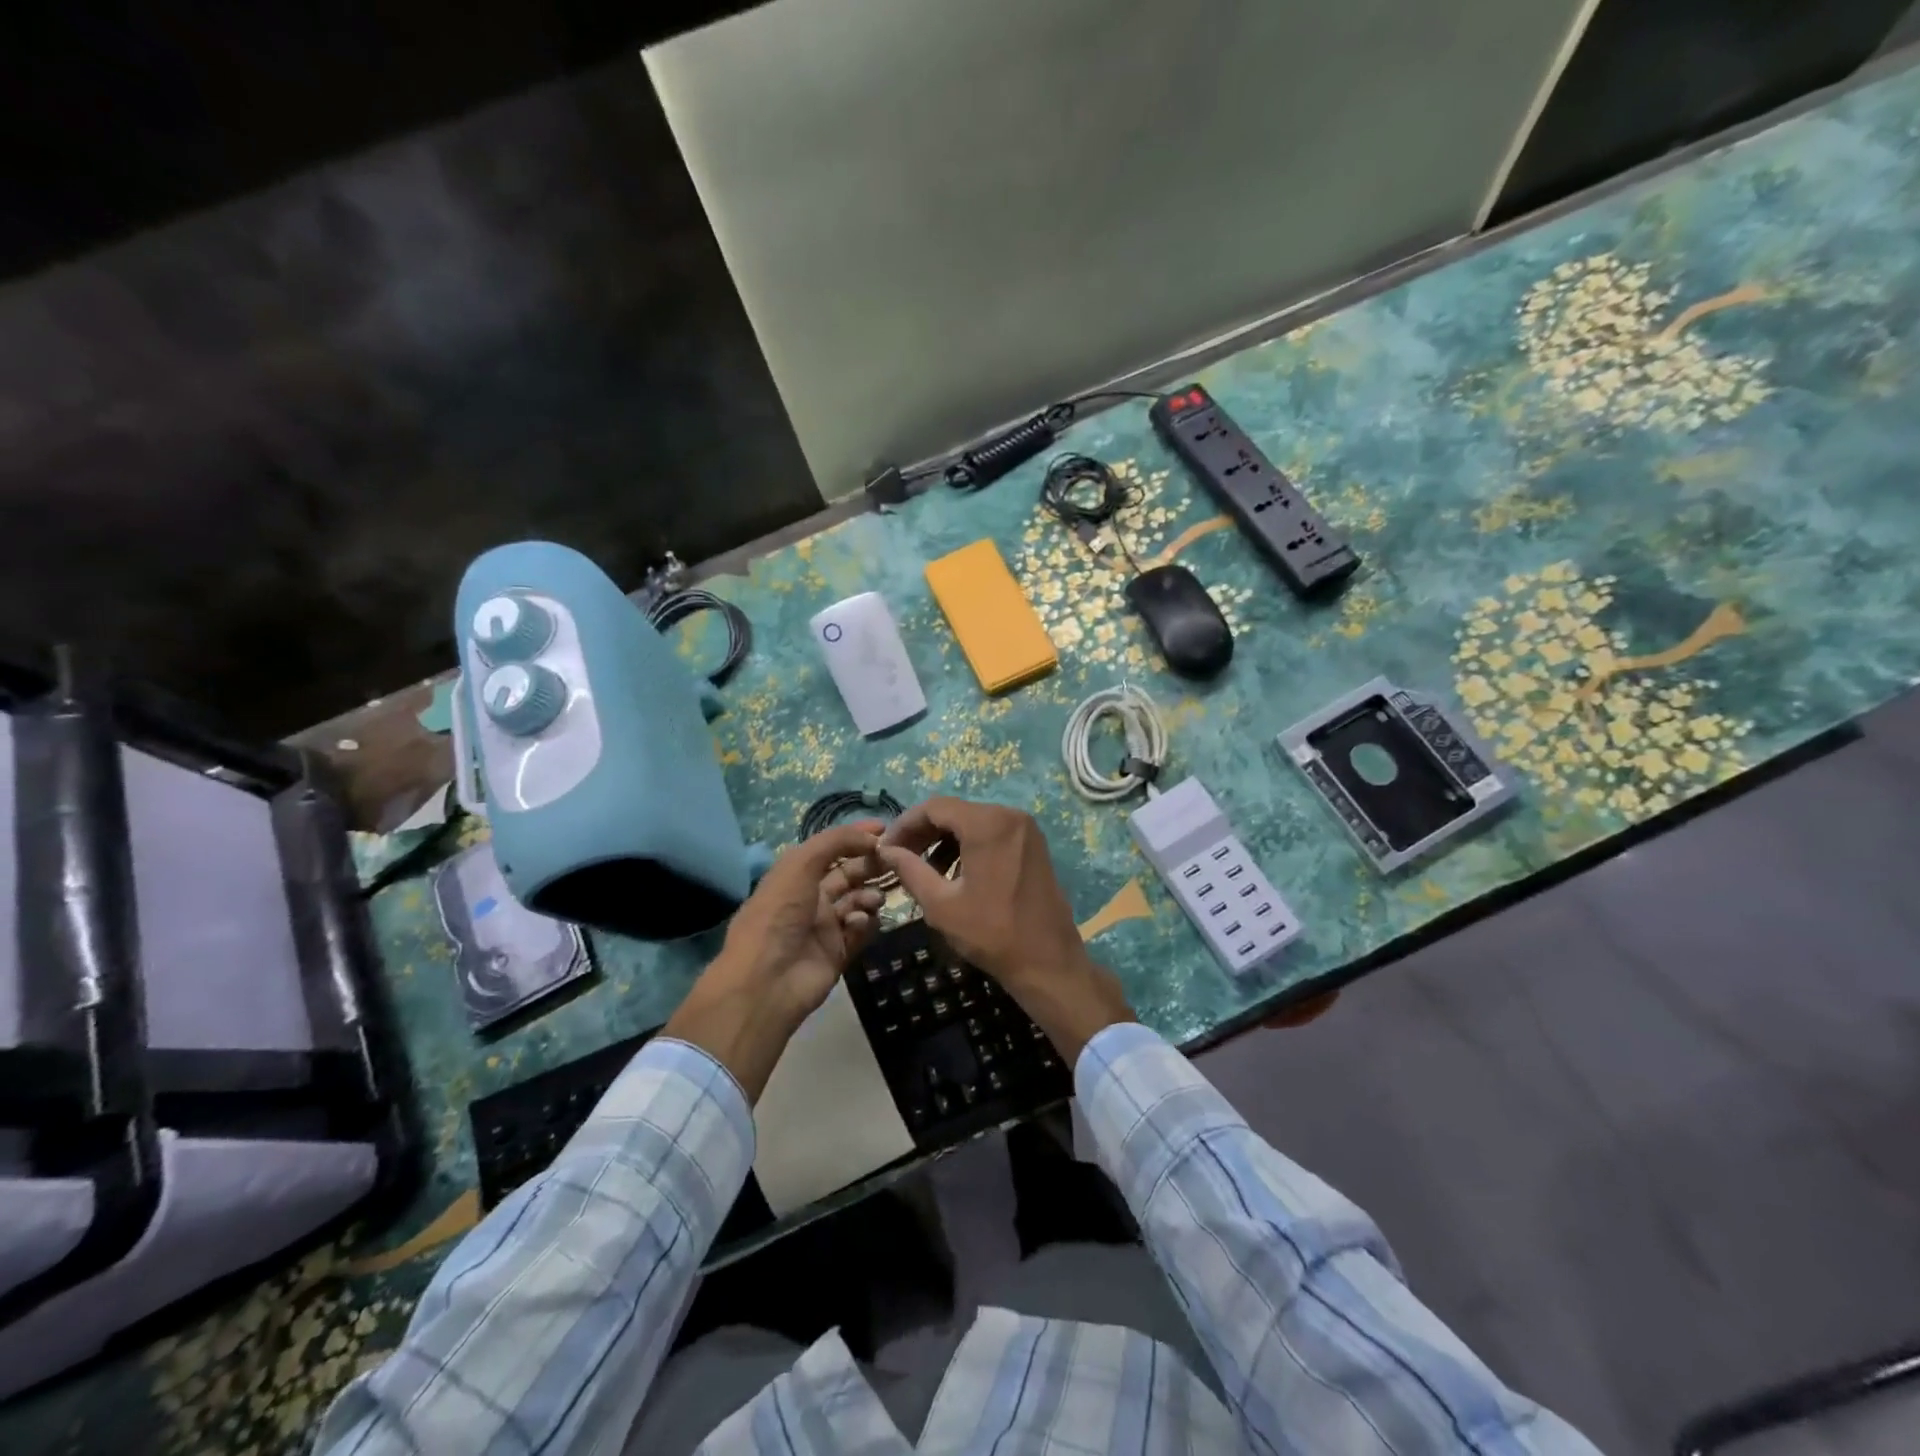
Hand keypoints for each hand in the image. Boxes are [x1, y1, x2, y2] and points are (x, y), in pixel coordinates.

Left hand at [663, 822, 885, 1100]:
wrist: (767, 980)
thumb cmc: (778, 914)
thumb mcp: (799, 865)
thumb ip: (835, 842)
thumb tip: (871, 837)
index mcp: (795, 875)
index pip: (830, 849)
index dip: (855, 837)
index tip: (884, 830)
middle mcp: (810, 898)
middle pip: (849, 874)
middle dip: (870, 865)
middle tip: (894, 861)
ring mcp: (825, 927)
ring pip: (858, 902)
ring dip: (869, 895)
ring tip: (873, 899)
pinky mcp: (838, 953)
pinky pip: (861, 930)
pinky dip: (865, 923)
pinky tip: (858, 923)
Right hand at [879, 797, 1132, 1064]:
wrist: (1049, 963)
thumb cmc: (992, 933)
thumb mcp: (941, 904)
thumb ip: (910, 870)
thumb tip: (886, 850)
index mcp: (988, 823)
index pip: (934, 807)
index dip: (905, 824)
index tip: (886, 848)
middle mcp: (1010, 815)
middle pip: (955, 812)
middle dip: (924, 833)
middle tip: (900, 858)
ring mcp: (1026, 830)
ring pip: (973, 822)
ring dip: (944, 841)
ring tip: (923, 870)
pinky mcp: (1033, 845)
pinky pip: (993, 834)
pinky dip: (968, 846)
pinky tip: (953, 874)